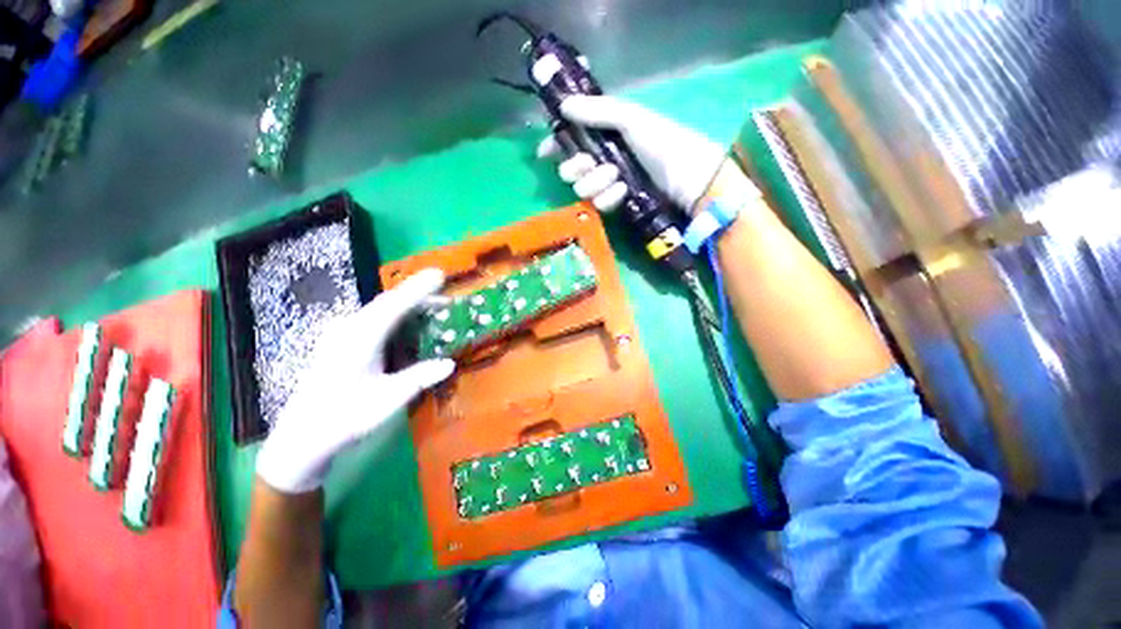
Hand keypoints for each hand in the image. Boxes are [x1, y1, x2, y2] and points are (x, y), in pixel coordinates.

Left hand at [255, 269, 455, 493]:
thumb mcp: (388, 399)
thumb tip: (450, 363)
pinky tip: (406, 325)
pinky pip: (373, 320)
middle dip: (417, 295)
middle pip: (388, 303)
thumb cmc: (346, 416)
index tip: (440, 275)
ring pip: (380, 310)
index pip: (394, 305)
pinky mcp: (340, 342)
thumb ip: (420, 377)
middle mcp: (349, 329)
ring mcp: (342, 334)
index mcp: (360, 338)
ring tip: (432, 308)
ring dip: (407, 306)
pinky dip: (396, 317)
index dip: (419, 289)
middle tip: (444, 295)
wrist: (303, 436)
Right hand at [537, 95, 727, 213]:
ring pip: (583, 189)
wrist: (686, 177)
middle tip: (588, 163)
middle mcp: (603, 159)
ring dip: (596, 182)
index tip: (544, 152)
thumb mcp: (631, 118)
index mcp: (606, 135)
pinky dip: (609, 197)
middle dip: (575, 167)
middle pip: (570, 169)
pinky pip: (599, 204)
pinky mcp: (617, 204)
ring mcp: (610, 184)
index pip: (572, 139)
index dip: (555, 145)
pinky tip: (623, 192)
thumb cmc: (661, 142)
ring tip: (616, 177)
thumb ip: (597, 111)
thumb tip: (564, 106)